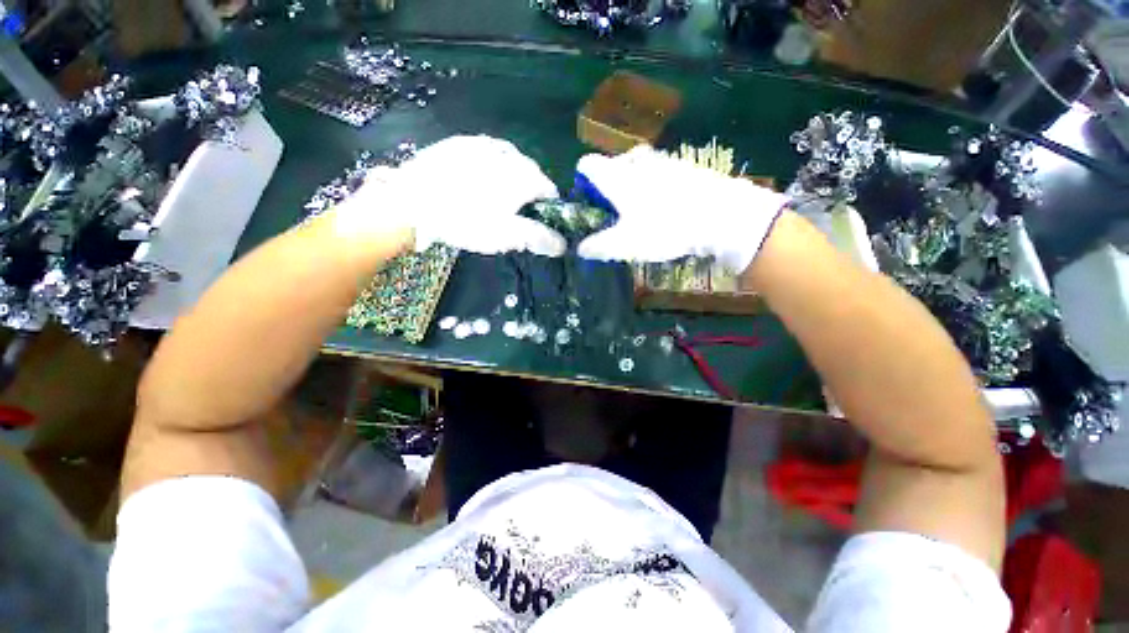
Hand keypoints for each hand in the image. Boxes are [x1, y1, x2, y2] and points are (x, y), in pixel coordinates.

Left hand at [334, 135, 565, 255]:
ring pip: (508, 162)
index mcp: (523, 175)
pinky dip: (489, 168)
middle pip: (530, 174)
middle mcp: (507, 153)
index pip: (549, 189)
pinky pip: (484, 154)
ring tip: (497, 198)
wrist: (411, 202)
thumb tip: (563, 245)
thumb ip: (538, 237)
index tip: (539, 222)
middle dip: (529, 192)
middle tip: (516, 214)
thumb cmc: (466, 221)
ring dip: (510, 178)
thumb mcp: (506, 235)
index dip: (548, 208)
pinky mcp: (459, 143)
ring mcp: (481, 144)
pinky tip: (476, 182)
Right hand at [575, 145, 789, 271]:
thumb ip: (598, 246)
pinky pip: (657, 172)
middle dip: (608, 188)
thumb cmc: (664, 228)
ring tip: (641, 213)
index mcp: (616, 176)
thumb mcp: (625, 244)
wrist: (720, 215)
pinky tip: (665, 206)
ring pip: (636, 168)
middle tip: (616, 214)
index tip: (589, 204)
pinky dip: (653, 186)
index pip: (586, 165)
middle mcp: (635, 161)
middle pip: (611, 166)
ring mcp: (661, 160)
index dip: (582, 183)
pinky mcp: (682, 166)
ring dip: (631, 186)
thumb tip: (579, 248)